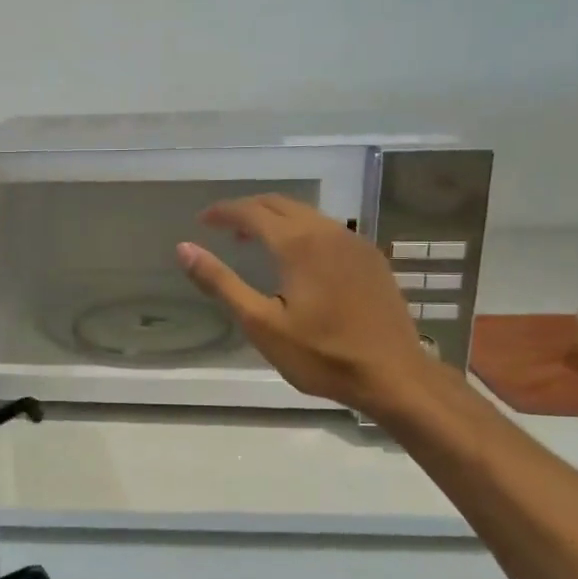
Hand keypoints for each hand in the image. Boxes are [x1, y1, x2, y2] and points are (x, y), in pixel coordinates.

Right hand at [176, 195, 437, 418]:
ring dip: (275, 219)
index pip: (251, 211)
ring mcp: (354, 242)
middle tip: (223, 229)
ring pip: (307, 214)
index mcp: (297, 244)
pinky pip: (328, 229)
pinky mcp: (371, 258)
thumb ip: (221, 282)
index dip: (223, 212)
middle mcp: (327, 231)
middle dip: (248, 210)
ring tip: (253, 242)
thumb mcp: (261, 324)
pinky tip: (297, 259)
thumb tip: (184, 249)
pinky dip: (301, 231)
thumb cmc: (321, 355)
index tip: (202, 220)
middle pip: (280, 204)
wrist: (393, 374)